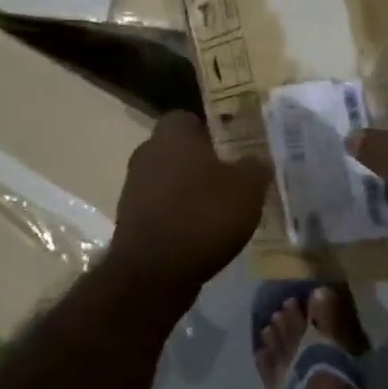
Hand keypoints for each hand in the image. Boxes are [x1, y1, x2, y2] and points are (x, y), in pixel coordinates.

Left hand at [108, 112, 271, 293]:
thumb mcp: (247, 188)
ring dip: (190, 192)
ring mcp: (133, 187)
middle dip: (202, 163)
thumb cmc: (203, 216)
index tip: (234, 149)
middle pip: (179, 150)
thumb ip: (255, 167)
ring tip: (220, 212)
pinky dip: (179, 217)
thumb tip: (257, 160)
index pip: (190, 118)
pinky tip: (201, 235)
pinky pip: (162, 209)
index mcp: (172, 134)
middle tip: (233, 180)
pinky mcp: (130, 219)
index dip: (213, 132)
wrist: (155, 270)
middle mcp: (146, 153)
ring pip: (169, 180)